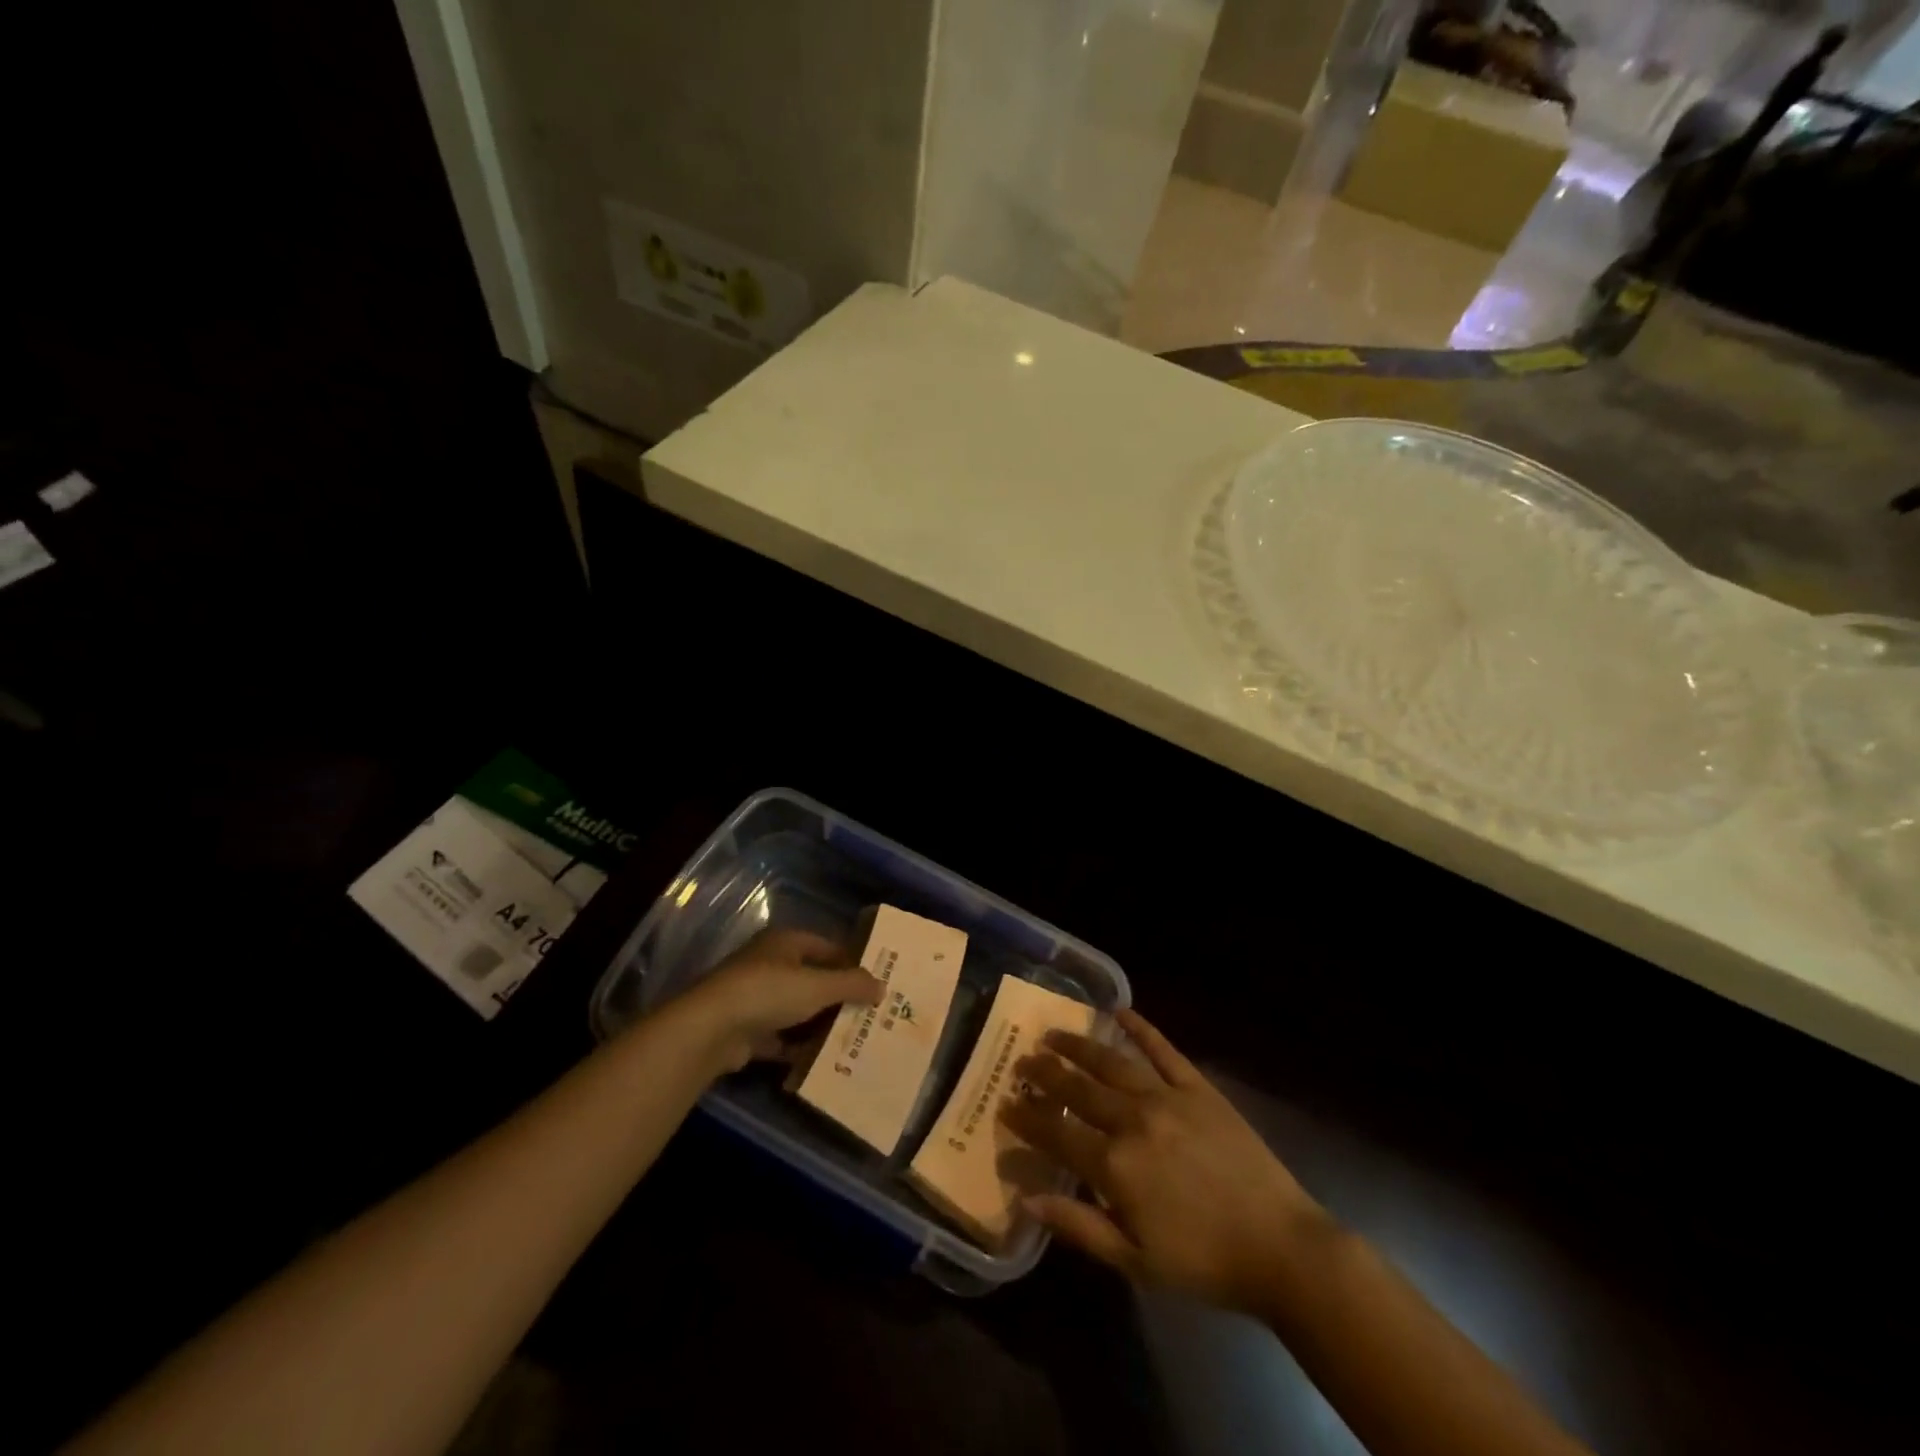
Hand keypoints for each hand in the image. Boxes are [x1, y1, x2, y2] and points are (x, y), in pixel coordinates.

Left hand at [670, 928, 880, 1072]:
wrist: (711, 1030)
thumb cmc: (769, 992)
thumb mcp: (819, 985)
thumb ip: (852, 985)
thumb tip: (882, 986)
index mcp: (786, 943)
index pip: (827, 947)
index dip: (851, 963)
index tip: (876, 983)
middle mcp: (770, 965)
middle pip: (813, 979)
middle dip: (838, 998)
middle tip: (869, 1014)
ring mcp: (755, 999)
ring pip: (797, 1010)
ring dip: (820, 1024)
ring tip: (853, 1039)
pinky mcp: (746, 1031)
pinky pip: (781, 1038)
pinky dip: (799, 1048)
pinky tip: (823, 1061)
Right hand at [1004, 1009, 1328, 1313]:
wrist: (1281, 1247)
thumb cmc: (1203, 1262)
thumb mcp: (1135, 1260)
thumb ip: (1079, 1225)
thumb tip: (1028, 1198)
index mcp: (1114, 1164)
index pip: (1056, 1131)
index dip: (1026, 1117)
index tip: (1004, 1103)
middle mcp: (1133, 1119)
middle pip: (1077, 1088)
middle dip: (1044, 1073)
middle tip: (1022, 1060)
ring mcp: (1166, 1097)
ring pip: (1111, 1062)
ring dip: (1078, 1046)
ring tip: (1053, 1034)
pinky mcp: (1198, 1088)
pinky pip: (1163, 1050)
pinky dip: (1141, 1028)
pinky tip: (1120, 1011)